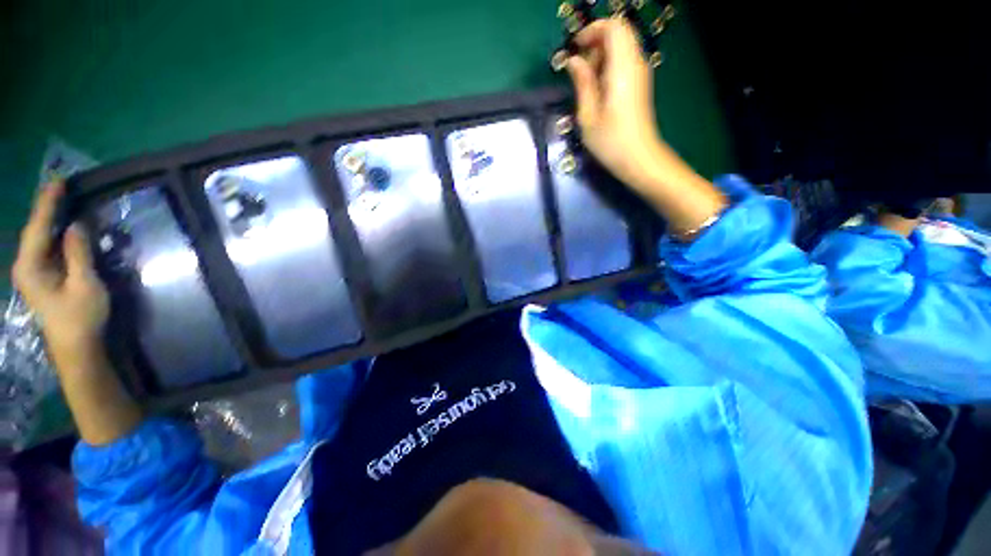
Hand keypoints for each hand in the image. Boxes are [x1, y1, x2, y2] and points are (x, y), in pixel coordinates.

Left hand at [12, 181, 109, 366]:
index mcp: (30, 266)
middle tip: (63, 188)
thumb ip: (77, 253)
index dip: (48, 203)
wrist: (76, 348)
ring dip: (52, 221)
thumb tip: (76, 225)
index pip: (37, 227)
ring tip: (66, 202)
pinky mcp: (43, 278)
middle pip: (35, 230)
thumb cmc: (80, 317)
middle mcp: (26, 265)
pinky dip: (56, 235)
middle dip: (48, 209)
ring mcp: (33, 273)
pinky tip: (66, 228)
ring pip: (41, 239)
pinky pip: (48, 249)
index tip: (58, 181)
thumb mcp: (84, 284)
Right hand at [565, 19, 664, 188]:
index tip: (575, 49)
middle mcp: (635, 64)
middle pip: (618, 33)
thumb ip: (582, 83)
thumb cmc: (610, 142)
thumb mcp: (588, 116)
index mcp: (622, 69)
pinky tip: (598, 90)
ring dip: (601, 57)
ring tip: (587, 84)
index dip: (592, 30)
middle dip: (595, 44)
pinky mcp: (639, 84)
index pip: (614, 27)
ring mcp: (640, 74)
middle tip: (580, 72)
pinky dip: (609, 67)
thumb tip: (574, 61)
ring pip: (621, 47)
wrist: (639, 158)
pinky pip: (624, 62)